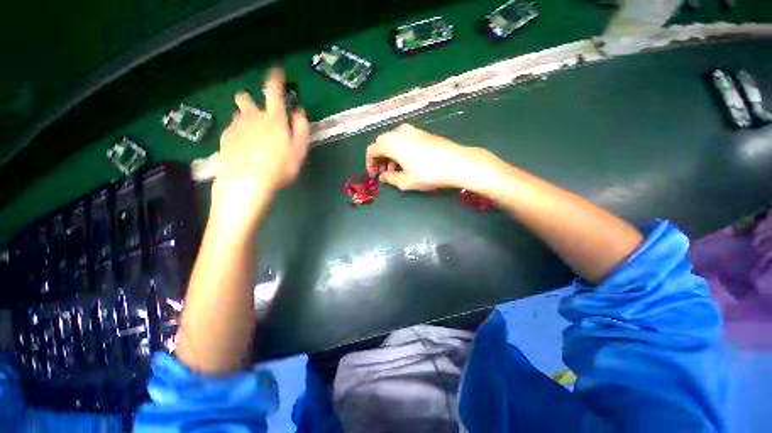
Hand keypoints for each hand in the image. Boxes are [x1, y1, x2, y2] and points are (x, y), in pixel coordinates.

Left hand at [213, 68, 310, 224]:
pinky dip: (237, 133)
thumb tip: (299, 114)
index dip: (275, 79)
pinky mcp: (224, 138)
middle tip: (257, 115)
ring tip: (251, 136)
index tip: (277, 71)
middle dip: (250, 101)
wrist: (246, 183)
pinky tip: (242, 148)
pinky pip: (230, 129)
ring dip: (244, 119)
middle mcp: (252, 118)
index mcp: (274, 120)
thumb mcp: (298, 153)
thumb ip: (301, 131)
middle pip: (246, 99)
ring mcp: (235, 127)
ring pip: (237, 114)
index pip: (274, 92)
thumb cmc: (278, 170)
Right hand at [366, 124, 492, 190]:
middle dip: (380, 158)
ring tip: (397, 169)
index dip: (370, 163)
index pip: (372, 150)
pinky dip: (401, 149)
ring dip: (391, 154)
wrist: (456, 162)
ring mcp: (413, 130)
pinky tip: (409, 161)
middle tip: (386, 172)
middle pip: (382, 143)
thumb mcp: (405, 181)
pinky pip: (405, 139)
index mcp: (391, 143)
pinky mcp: (423, 133)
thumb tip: (383, 177)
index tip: (374, 175)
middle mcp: (399, 132)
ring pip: (394, 140)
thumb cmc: (427, 174)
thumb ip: (390, 178)